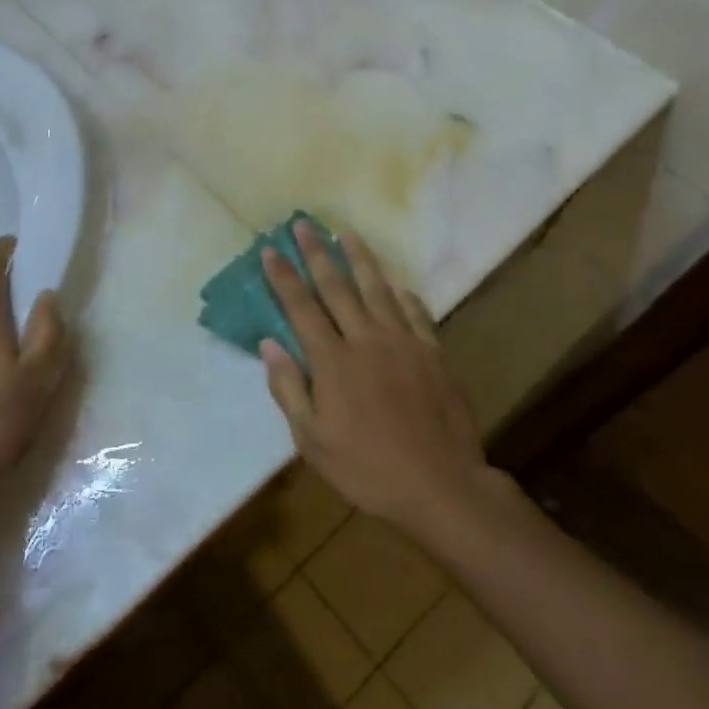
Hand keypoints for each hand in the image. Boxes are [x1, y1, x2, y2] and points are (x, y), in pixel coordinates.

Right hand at [260, 223, 490, 537]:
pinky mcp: (432, 353)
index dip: (284, 277)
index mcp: (333, 361)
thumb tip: (269, 345)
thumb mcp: (312, 440)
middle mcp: (366, 339)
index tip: (271, 250)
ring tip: (347, 233)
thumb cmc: (367, 468)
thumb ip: (289, 388)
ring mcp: (403, 342)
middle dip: (317, 253)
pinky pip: (415, 313)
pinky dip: (403, 295)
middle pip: (337, 287)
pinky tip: (397, 283)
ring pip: (377, 289)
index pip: (301, 308)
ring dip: (360, 259)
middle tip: (304, 223)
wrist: (440, 485)